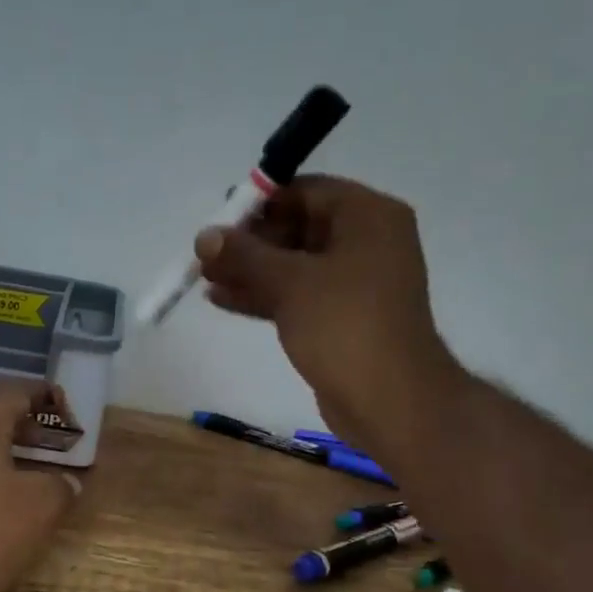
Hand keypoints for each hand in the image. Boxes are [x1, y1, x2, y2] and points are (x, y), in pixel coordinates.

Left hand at [0, 383, 78, 591]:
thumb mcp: (40, 505)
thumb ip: (59, 487)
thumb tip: (66, 483)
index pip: (11, 395)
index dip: (39, 394)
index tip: (61, 399)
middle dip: (23, 428)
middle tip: (52, 439)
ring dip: (7, 460)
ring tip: (37, 476)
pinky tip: (9, 509)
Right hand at [195, 176, 463, 454]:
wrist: (389, 399)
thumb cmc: (345, 325)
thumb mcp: (290, 282)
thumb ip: (244, 255)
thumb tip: (205, 235)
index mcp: (368, 217)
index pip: (307, 192)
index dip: (260, 202)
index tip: (219, 218)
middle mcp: (366, 241)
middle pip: (298, 227)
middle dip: (249, 242)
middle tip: (206, 254)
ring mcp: (355, 282)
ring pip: (294, 265)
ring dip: (250, 270)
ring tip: (203, 277)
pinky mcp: (342, 317)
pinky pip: (298, 294)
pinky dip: (264, 295)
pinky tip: (222, 299)